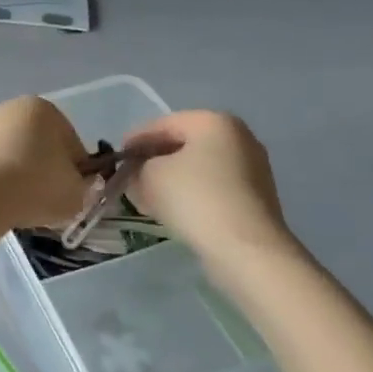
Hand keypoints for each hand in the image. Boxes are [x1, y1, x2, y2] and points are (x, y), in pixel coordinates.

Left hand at [0, 96, 90, 228]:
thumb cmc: (38, 185)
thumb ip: (86, 186)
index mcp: (43, 109)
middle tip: (48, 198)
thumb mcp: (78, 192)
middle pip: (38, 142)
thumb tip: (82, 184)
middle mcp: (10, 108)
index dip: (76, 169)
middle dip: (44, 166)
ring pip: (11, 152)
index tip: (74, 191)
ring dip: (18, 171)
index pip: (70, 141)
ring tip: (21, 202)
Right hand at [124, 111, 296, 257]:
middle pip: (183, 144)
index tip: (117, 157)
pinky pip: (213, 187)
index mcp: (214, 121)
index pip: (163, 124)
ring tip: (147, 197)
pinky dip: (191, 193)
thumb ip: (138, 168)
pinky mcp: (255, 197)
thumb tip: (139, 174)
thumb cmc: (196, 199)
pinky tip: (173, 210)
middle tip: (130, 177)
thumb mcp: (150, 177)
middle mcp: (238, 137)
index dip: (135, 139)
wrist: (246, 250)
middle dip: (154, 160)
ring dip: (171, 179)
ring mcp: (251, 168)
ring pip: (198, 167)